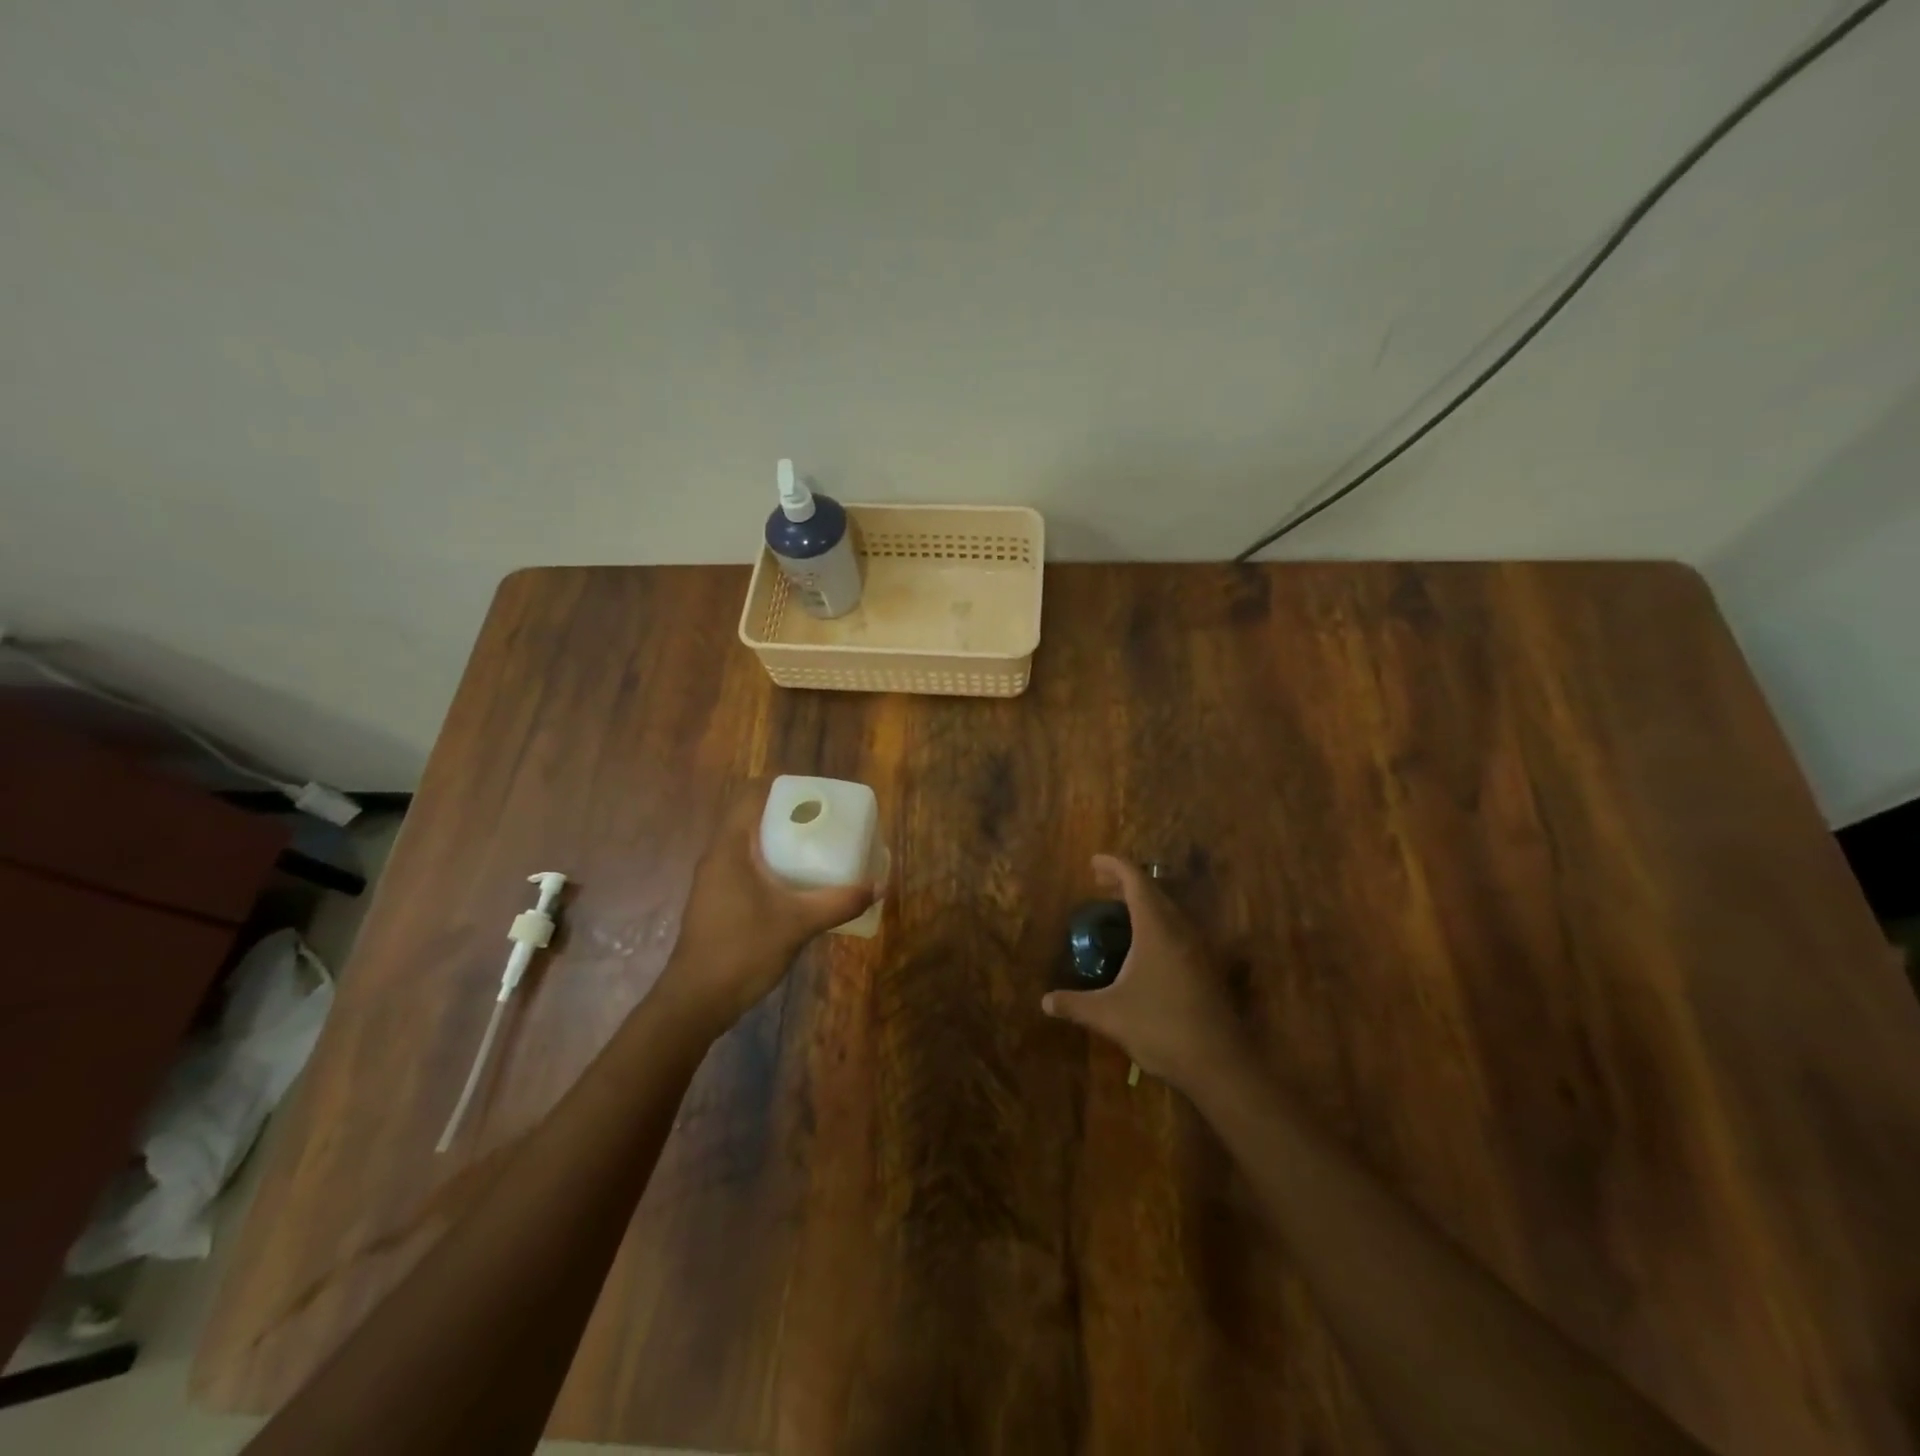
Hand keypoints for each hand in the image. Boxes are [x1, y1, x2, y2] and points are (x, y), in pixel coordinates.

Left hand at [659, 780, 877, 1032]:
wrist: (697, 1001)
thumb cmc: (743, 950)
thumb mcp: (798, 924)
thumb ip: (839, 902)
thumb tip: (877, 886)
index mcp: (731, 847)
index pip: (752, 796)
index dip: (784, 789)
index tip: (817, 796)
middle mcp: (719, 856)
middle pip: (753, 818)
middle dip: (789, 816)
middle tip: (826, 823)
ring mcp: (715, 881)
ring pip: (750, 845)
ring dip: (781, 842)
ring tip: (818, 849)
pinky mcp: (718, 902)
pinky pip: (748, 868)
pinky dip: (773, 866)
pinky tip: (798, 885)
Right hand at [1041, 855, 1251, 1093]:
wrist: (1219, 1064)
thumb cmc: (1160, 1027)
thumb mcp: (1109, 1015)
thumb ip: (1075, 1004)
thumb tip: (1045, 1001)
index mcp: (1156, 929)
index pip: (1136, 881)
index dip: (1115, 866)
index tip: (1093, 862)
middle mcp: (1180, 930)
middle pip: (1154, 892)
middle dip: (1126, 882)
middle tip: (1101, 884)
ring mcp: (1198, 949)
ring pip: (1170, 911)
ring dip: (1144, 903)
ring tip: (1119, 910)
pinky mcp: (1207, 969)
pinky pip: (1178, 930)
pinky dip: (1157, 923)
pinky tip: (1144, 947)